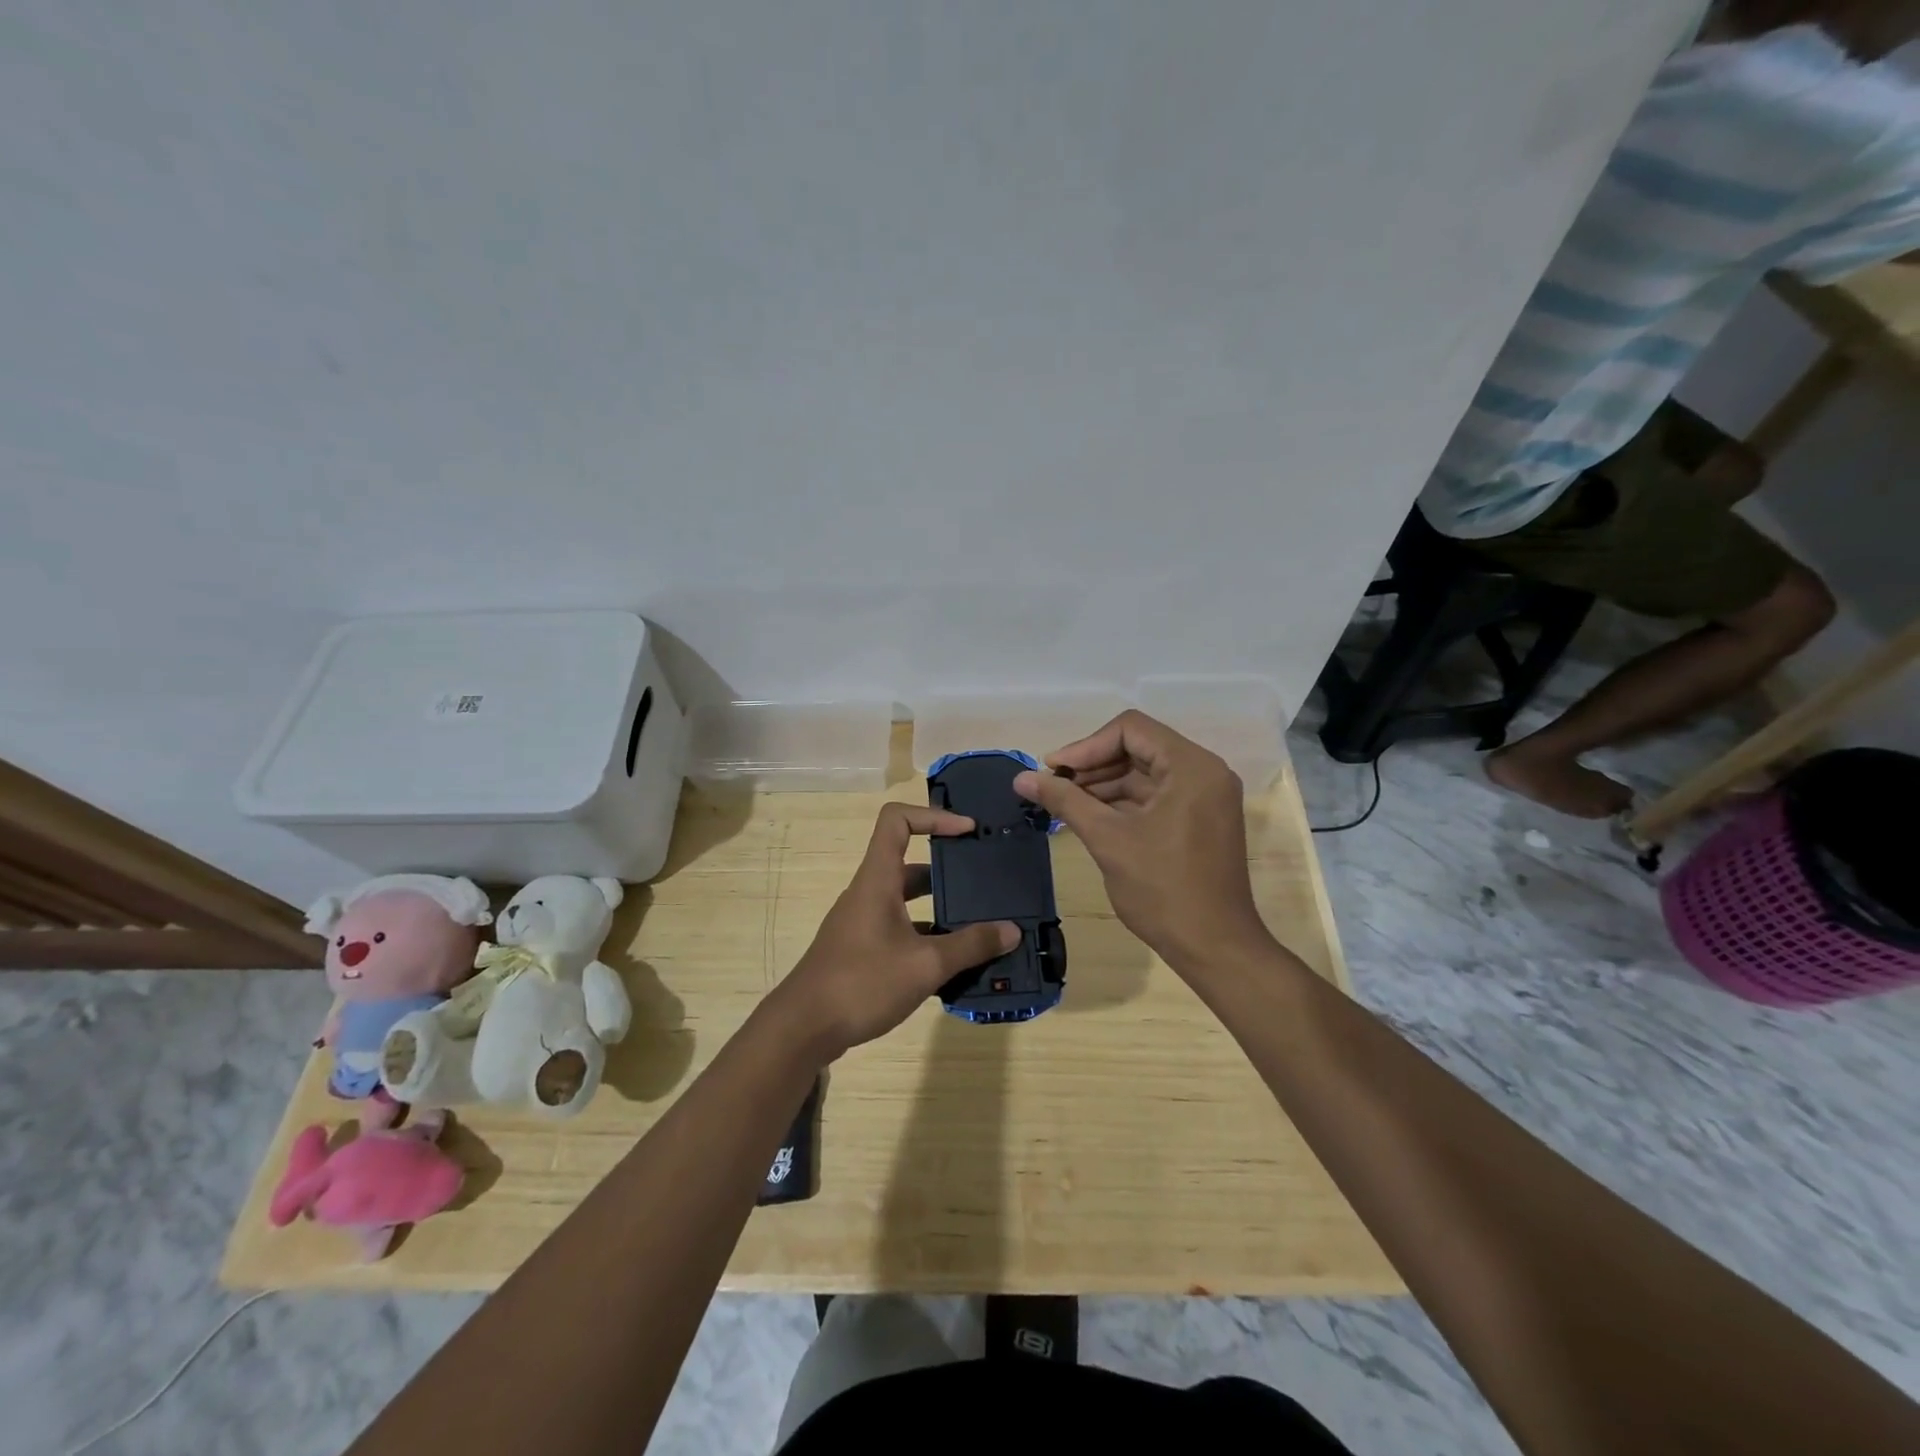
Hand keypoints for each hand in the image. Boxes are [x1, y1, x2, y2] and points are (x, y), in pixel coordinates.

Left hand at [773, 802, 1018, 1059]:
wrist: (803, 1028)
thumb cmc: (862, 983)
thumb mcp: (925, 965)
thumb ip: (971, 945)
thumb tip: (1012, 930)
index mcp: (877, 880)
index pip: (897, 821)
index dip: (933, 816)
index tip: (968, 831)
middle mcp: (868, 893)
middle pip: (909, 863)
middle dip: (949, 870)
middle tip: (985, 881)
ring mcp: (862, 922)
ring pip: (906, 900)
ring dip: (940, 907)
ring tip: (979, 923)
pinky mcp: (860, 949)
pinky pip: (900, 928)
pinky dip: (926, 935)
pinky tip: (952, 961)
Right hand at [1014, 710, 1269, 970]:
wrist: (1215, 948)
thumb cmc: (1163, 890)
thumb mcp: (1107, 839)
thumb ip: (1065, 800)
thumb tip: (1021, 777)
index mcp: (1191, 766)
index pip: (1130, 729)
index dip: (1086, 746)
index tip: (1053, 771)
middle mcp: (1204, 771)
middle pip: (1137, 748)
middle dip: (1092, 766)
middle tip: (1053, 788)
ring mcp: (1204, 796)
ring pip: (1144, 773)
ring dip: (1103, 784)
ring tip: (1064, 804)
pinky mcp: (1200, 819)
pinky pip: (1155, 796)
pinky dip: (1122, 802)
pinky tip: (1089, 817)